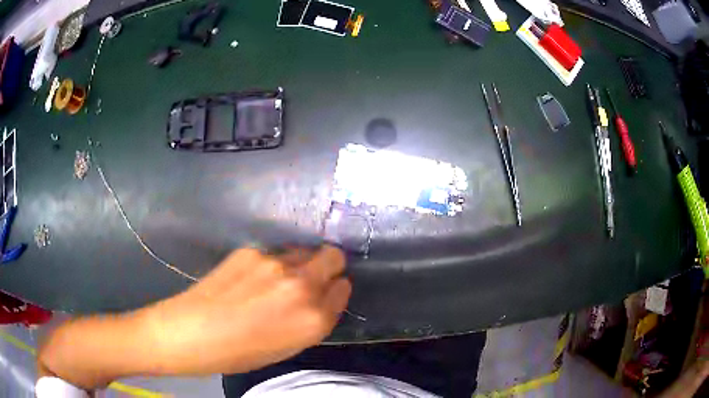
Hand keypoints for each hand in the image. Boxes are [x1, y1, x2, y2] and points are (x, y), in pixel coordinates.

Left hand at [37, 245, 350, 388]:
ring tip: (275, 280)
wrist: (189, 333)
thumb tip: (322, 297)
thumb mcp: (287, 347)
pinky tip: (251, 277)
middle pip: (333, 257)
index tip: (326, 293)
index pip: (343, 289)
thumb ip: (312, 320)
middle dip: (329, 266)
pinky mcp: (251, 251)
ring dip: (300, 262)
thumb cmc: (239, 353)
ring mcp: (275, 263)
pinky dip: (274, 262)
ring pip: (304, 250)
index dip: (336, 291)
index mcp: (314, 319)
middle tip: (312, 278)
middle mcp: (301, 285)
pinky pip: (276, 252)